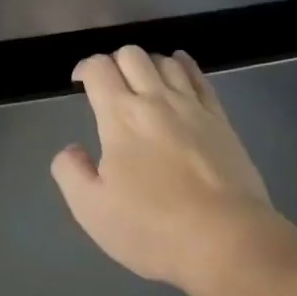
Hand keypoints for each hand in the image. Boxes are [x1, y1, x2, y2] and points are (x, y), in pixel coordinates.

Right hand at [51, 46, 294, 295]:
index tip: (77, 84)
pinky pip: (200, 78)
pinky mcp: (221, 121)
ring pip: (167, 62)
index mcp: (120, 117)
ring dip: (147, 64)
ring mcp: (194, 108)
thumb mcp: (91, 209)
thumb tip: (71, 150)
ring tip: (140, 83)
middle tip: (107, 87)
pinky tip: (179, 69)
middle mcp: (157, 101)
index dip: (83, 69)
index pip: (98, 69)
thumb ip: (71, 172)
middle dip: (113, 62)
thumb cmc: (151, 227)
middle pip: (133, 55)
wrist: (225, 240)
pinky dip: (184, 66)